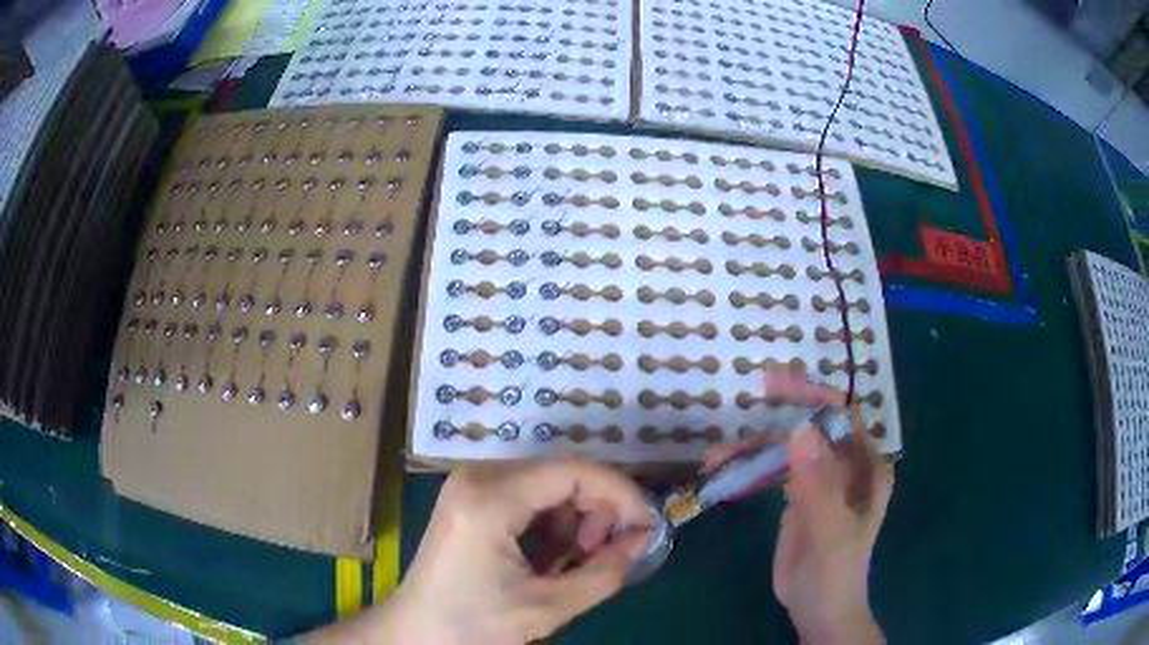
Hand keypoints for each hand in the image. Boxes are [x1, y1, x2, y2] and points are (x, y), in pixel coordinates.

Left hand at [321, 460, 652, 643]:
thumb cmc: (474, 624)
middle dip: (596, 511)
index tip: (646, 525)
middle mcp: (478, 476)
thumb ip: (605, 572)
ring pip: (547, 484)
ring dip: (574, 520)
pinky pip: (527, 496)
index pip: (574, 472)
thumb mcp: (547, 606)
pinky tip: (550, 557)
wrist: (416, 632)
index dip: (620, 494)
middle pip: (561, 474)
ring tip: (575, 562)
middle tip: (607, 554)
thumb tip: (644, 538)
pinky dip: (551, 523)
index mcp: (491, 499)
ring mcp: (470, 484)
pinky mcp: (470, 497)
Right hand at [705, 369, 892, 643]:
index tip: (778, 386)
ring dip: (755, 447)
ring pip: (788, 449)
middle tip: (748, 398)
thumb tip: (799, 431)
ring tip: (717, 456)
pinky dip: (750, 468)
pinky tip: (724, 471)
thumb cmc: (835, 571)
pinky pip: (774, 472)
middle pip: (814, 426)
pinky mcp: (797, 497)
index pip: (843, 417)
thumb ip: (818, 484)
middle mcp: (846, 466)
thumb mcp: (830, 530)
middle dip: (782, 413)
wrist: (818, 609)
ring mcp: (820, 481)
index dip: (814, 396)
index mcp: (866, 467)